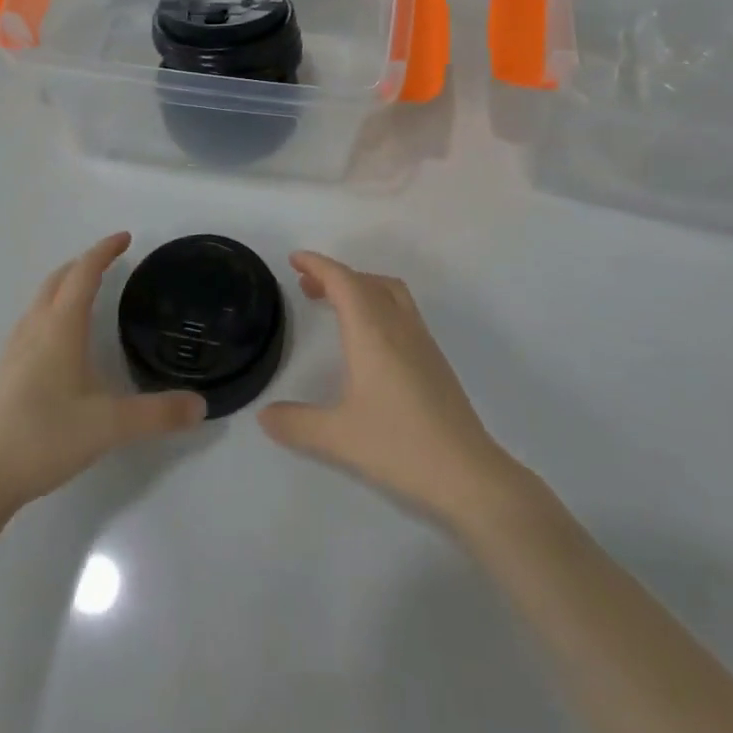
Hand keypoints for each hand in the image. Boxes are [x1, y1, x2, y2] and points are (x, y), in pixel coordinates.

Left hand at [0, 234, 204, 515]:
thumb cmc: (44, 437)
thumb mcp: (109, 426)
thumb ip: (158, 414)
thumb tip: (201, 406)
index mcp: (61, 328)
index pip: (84, 274)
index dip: (104, 251)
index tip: (125, 237)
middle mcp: (35, 329)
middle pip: (58, 280)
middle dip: (84, 263)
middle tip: (110, 260)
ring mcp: (15, 350)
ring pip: (41, 300)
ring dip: (64, 285)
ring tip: (86, 292)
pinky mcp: (5, 373)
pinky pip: (31, 322)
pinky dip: (51, 310)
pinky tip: (59, 339)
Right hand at [259, 252, 521, 529]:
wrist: (468, 472)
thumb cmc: (399, 446)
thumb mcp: (337, 437)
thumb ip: (296, 423)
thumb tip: (264, 415)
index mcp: (372, 332)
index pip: (343, 281)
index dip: (318, 265)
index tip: (295, 259)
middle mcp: (398, 326)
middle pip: (364, 281)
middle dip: (334, 275)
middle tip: (305, 285)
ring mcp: (421, 340)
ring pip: (388, 291)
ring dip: (359, 285)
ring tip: (335, 303)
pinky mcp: (434, 358)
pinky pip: (401, 309)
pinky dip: (377, 302)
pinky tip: (369, 336)